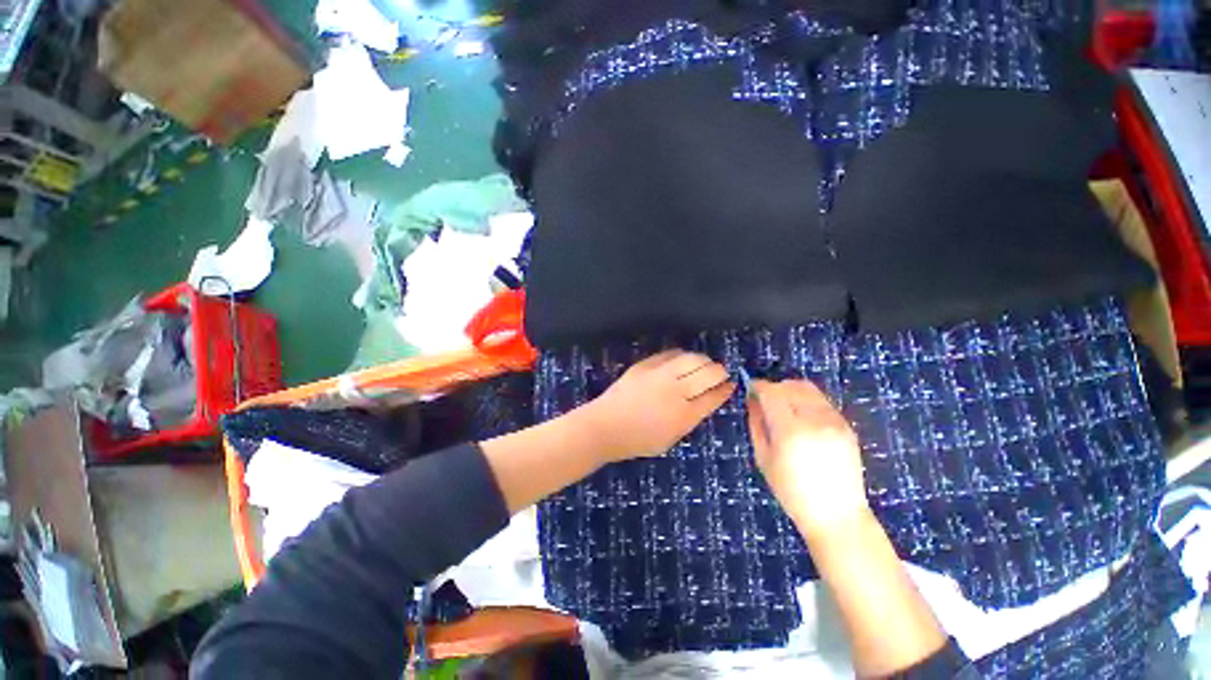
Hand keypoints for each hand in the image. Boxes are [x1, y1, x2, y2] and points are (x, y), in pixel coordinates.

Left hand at [580, 350, 734, 462]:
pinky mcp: (647, 364)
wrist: (606, 426)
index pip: (714, 396)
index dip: (725, 389)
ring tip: (705, 364)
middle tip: (720, 373)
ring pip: (693, 358)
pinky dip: (683, 355)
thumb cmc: (639, 440)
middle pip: (708, 373)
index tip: (731, 385)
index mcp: (684, 415)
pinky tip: (684, 360)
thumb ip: (690, 419)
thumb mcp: (671, 438)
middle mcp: (676, 391)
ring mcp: (661, 374)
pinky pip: (672, 353)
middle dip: (719, 372)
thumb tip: (704, 401)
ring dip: (704, 360)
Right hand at [747, 379, 867, 538]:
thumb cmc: (791, 490)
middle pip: (791, 385)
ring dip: (791, 391)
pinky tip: (802, 418)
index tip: (750, 388)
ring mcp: (834, 422)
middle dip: (774, 387)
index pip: (772, 392)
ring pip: (809, 389)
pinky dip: (807, 401)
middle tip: (765, 400)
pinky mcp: (847, 426)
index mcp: (790, 430)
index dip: (758, 386)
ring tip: (784, 407)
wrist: (836, 514)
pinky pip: (822, 401)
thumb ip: (756, 423)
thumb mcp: (763, 457)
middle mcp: (815, 420)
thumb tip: (753, 399)